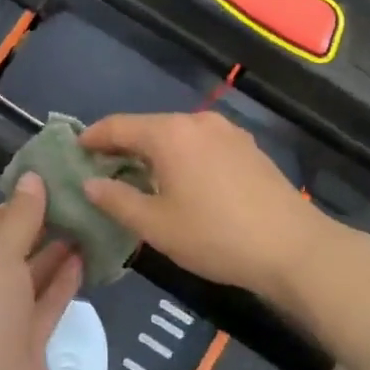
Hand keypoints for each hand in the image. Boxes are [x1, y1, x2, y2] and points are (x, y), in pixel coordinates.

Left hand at [0, 175, 83, 369]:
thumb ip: (20, 217)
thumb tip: (32, 177)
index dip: (20, 203)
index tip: (53, 182)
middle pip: (16, 247)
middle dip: (44, 226)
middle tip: (81, 199)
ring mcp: (7, 313)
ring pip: (36, 274)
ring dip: (59, 252)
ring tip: (91, 222)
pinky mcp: (31, 337)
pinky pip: (50, 300)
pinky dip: (66, 280)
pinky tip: (89, 257)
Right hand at [80, 111, 329, 301]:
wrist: (294, 248)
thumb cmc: (215, 236)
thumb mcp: (156, 225)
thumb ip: (116, 200)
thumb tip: (90, 184)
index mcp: (169, 133)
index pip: (118, 126)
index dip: (93, 137)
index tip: (75, 149)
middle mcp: (197, 121)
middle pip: (148, 127)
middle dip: (122, 145)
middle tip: (102, 168)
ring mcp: (227, 132)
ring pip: (176, 134)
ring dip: (153, 151)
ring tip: (138, 177)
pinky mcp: (247, 147)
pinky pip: (200, 143)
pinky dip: (180, 155)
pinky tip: (180, 180)